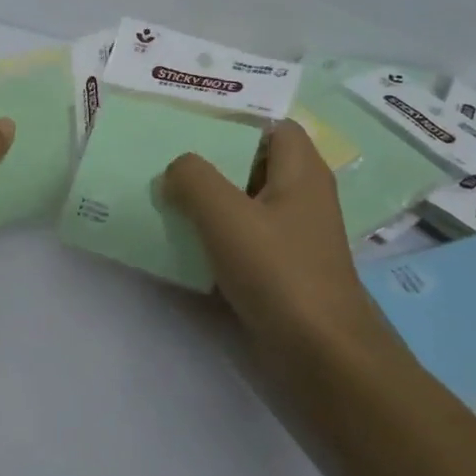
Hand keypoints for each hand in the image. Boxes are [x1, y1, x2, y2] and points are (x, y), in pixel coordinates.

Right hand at [163, 120, 391, 357]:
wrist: (319, 358)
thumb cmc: (279, 273)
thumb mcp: (227, 215)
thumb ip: (194, 179)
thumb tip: (175, 169)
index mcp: (301, 173)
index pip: (272, 125)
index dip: (234, 117)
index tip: (187, 121)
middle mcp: (297, 199)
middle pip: (249, 164)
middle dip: (206, 160)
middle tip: (159, 156)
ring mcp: (286, 238)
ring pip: (238, 205)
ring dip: (201, 201)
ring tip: (156, 195)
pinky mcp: (273, 273)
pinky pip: (234, 241)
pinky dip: (206, 237)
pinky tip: (171, 241)